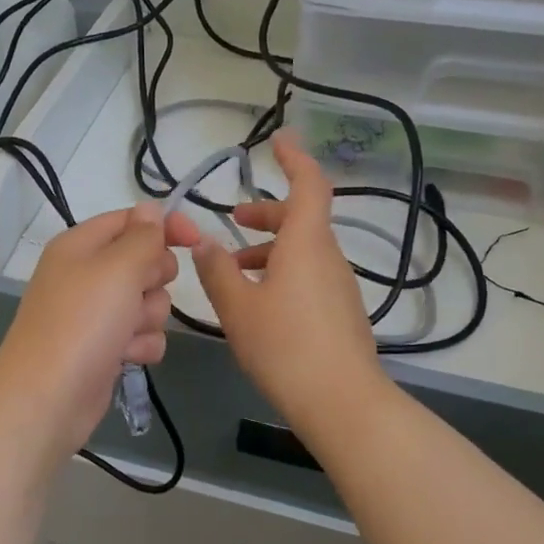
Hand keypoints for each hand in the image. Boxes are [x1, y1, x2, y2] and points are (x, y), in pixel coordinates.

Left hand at [0, 201, 198, 465]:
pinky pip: (142, 335)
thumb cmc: (83, 323)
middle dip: (153, 280)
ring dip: (148, 318)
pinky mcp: (105, 347)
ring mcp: (95, 314)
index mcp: (81, 245)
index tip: (196, 240)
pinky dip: (140, 345)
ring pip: (148, 302)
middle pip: (145, 261)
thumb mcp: (117, 268)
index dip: (165, 226)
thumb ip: (142, 236)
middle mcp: (86, 275)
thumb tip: (150, 209)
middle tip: (138, 294)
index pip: (131, 220)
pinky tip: (127, 357)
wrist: (48, 398)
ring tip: (127, 334)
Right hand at [191, 130, 386, 433]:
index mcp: (306, 244)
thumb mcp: (238, 308)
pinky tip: (258, 305)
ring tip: (233, 271)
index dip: (294, 159)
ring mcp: (339, 287)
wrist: (341, 402)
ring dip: (270, 250)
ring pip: (303, 252)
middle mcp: (328, 258)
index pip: (308, 185)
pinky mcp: (341, 314)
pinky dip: (283, 274)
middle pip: (301, 220)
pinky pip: (310, 278)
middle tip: (234, 219)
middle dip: (266, 214)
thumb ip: (217, 270)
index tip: (278, 141)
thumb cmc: (285, 346)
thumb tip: (203, 242)